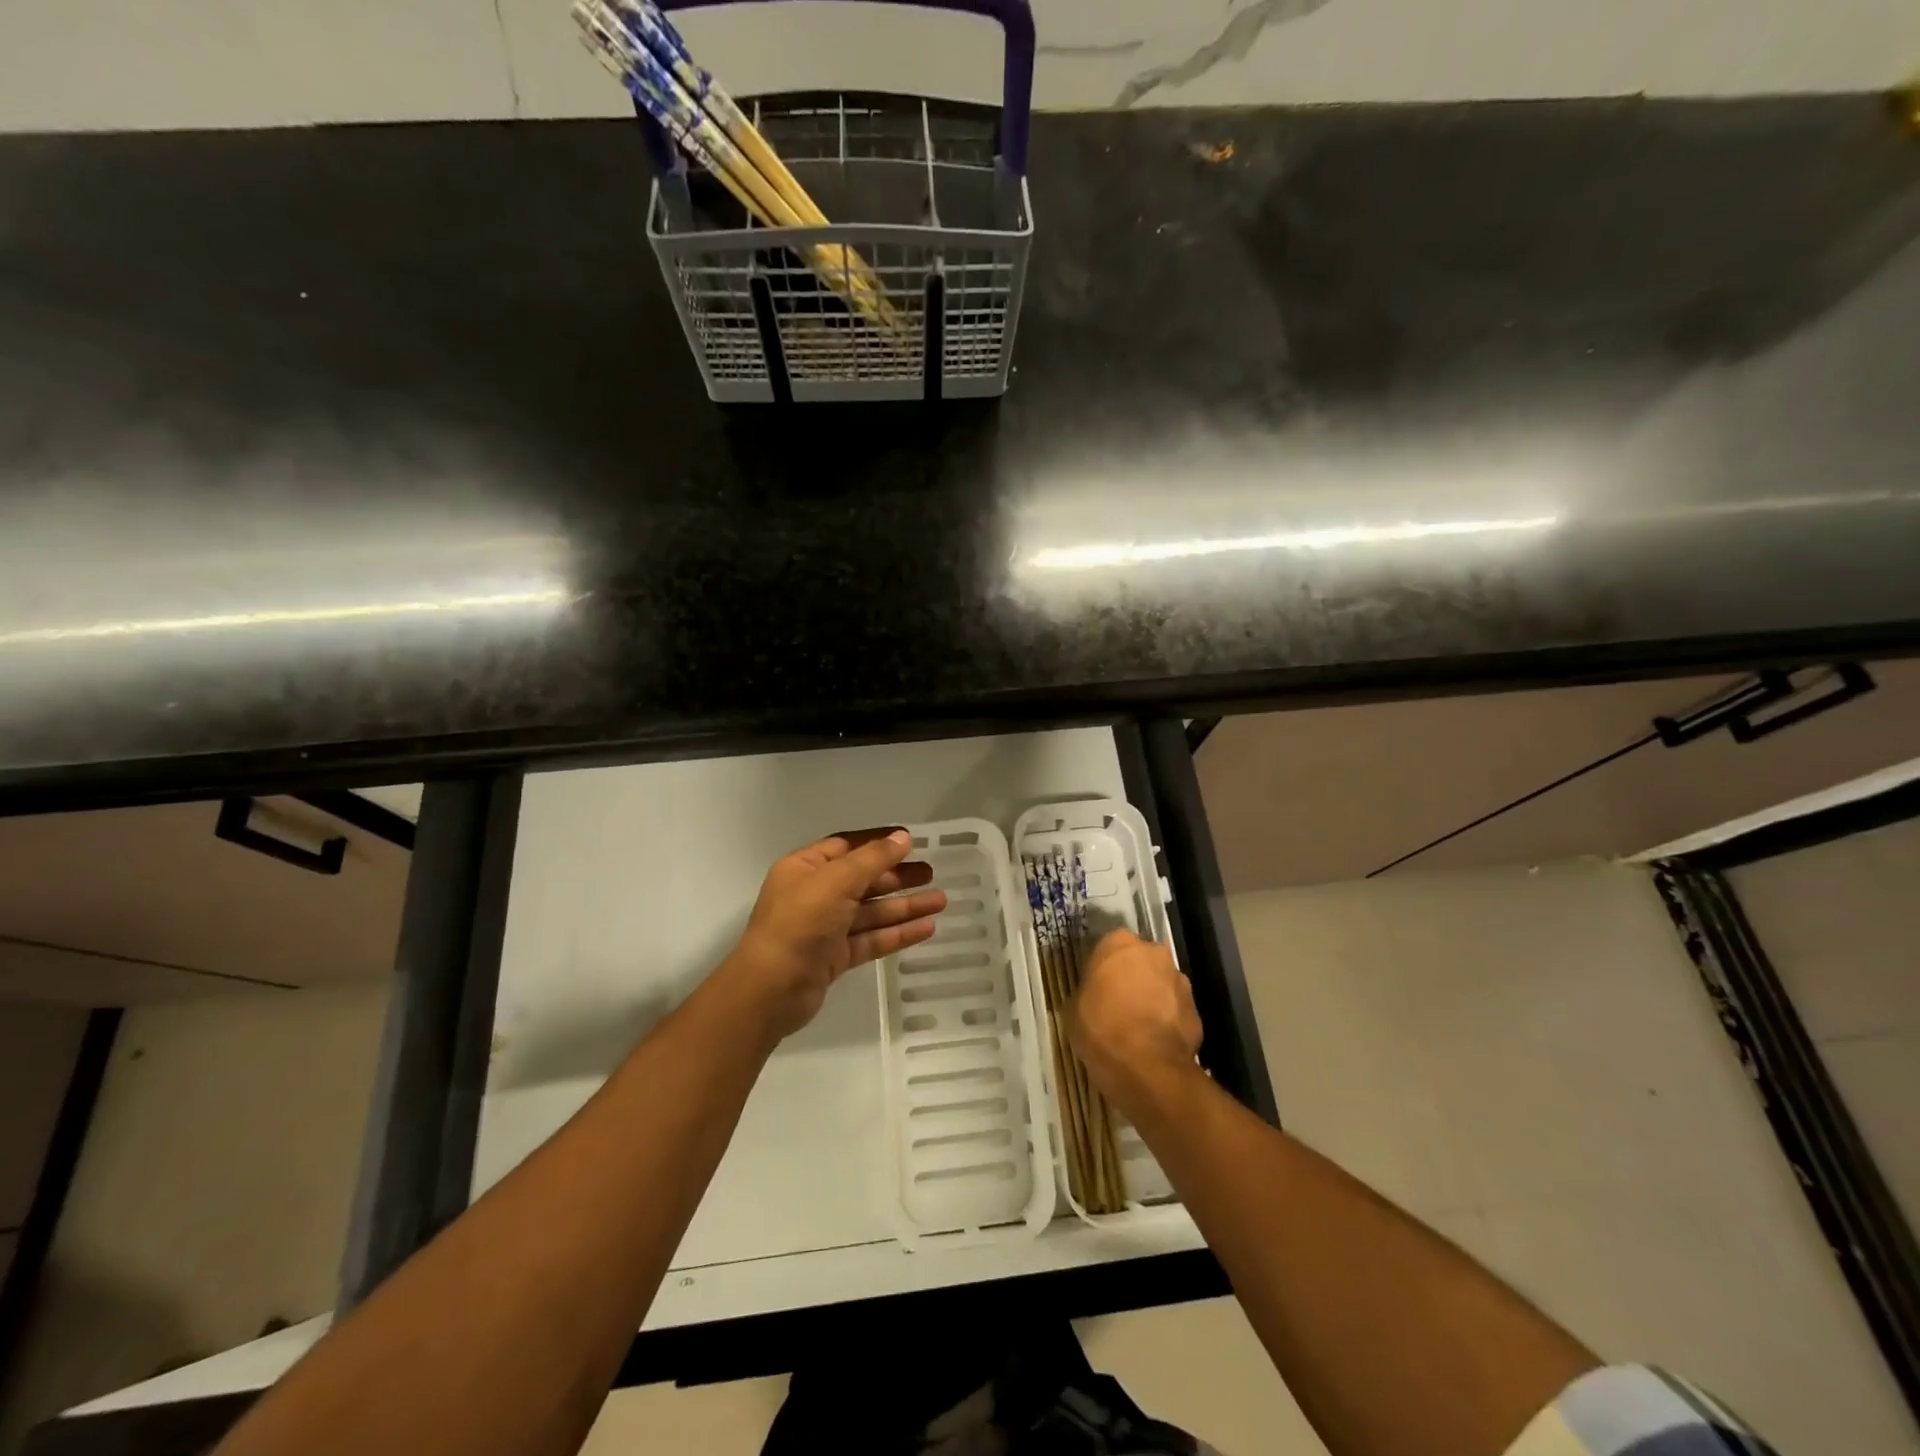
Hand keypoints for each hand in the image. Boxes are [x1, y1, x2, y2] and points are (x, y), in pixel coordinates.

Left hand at [722, 828, 945, 1042]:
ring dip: (905, 905)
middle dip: (897, 876)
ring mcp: (825, 928)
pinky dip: (897, 933)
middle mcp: (814, 894)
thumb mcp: (836, 881)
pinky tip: (927, 928)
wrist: (770, 990)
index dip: (878, 842)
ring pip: (871, 911)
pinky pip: (872, 938)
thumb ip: (872, 859)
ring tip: (941, 901)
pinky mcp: (835, 957)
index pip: (846, 846)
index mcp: (805, 868)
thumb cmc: (800, 923)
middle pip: (863, 879)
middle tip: (931, 873)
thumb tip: (903, 838)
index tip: (911, 841)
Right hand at [1070, 928, 1202, 1113]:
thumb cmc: (1101, 1029)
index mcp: (1118, 943)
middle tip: (1117, 1003)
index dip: (1102, 967)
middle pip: (1139, 960)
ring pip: (1160, 983)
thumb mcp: (1074, 1008)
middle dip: (1131, 977)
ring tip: (1138, 1027)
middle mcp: (1153, 952)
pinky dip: (1166, 1020)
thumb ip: (1087, 991)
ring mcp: (1179, 980)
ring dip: (1152, 997)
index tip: (1096, 986)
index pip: (1108, 946)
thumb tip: (1094, 995)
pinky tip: (1154, 1042)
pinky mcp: (1196, 1009)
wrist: (1147, 1068)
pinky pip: (1175, 1009)